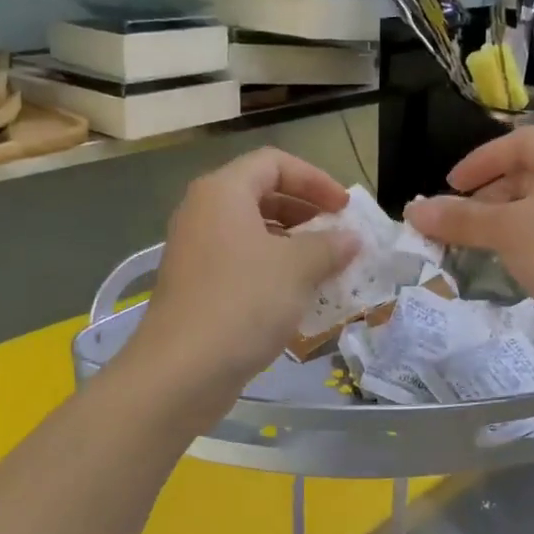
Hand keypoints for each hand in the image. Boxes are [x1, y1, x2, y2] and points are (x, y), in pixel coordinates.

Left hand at [128, 148, 359, 393]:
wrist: (182, 370)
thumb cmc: (243, 302)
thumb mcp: (297, 268)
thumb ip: (330, 245)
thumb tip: (351, 238)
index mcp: (222, 192)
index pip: (274, 163)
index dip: (315, 179)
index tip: (345, 208)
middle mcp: (203, 213)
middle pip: (261, 194)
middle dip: (306, 212)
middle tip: (338, 236)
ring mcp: (196, 251)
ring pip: (252, 232)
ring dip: (293, 244)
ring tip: (326, 268)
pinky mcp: (196, 286)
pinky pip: (241, 263)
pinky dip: (272, 270)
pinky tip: (298, 297)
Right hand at [405, 128, 533, 379]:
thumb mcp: (506, 232)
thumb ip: (459, 218)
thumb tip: (412, 211)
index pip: (518, 143)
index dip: (479, 161)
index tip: (449, 186)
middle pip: (527, 174)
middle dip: (486, 194)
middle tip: (453, 219)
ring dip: (500, 220)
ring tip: (468, 243)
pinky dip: (521, 241)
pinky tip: (500, 262)